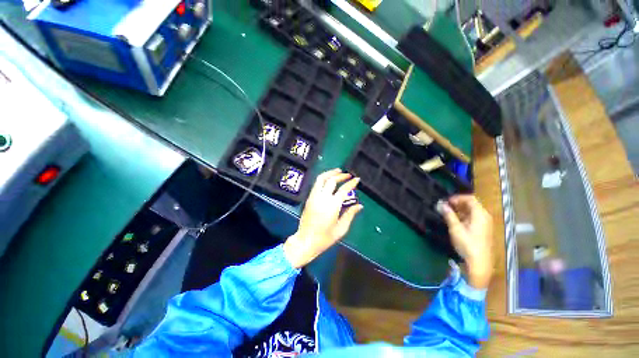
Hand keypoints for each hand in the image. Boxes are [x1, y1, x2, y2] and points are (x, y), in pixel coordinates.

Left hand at [283, 169, 362, 268]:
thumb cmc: (325, 238)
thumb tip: (359, 205)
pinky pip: (316, 184)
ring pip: (321, 179)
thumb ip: (350, 214)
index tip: (357, 179)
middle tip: (348, 175)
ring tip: (338, 171)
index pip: (343, 190)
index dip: (351, 183)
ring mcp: (313, 197)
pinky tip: (329, 180)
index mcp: (332, 206)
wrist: (306, 241)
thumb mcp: (341, 229)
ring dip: (330, 173)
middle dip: (341, 175)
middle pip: (331, 180)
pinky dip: (323, 179)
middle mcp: (322, 198)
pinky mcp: (309, 198)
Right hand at [439, 195, 493, 288]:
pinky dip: (464, 216)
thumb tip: (441, 204)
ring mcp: (485, 223)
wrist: (479, 263)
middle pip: (472, 204)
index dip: (457, 198)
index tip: (445, 201)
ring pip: (472, 211)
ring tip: (448, 213)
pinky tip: (455, 220)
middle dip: (458, 203)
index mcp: (480, 214)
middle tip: (445, 206)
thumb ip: (448, 215)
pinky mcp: (483, 229)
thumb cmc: (467, 244)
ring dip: (460, 209)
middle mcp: (485, 216)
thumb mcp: (455, 229)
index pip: (470, 198)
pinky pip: (473, 217)